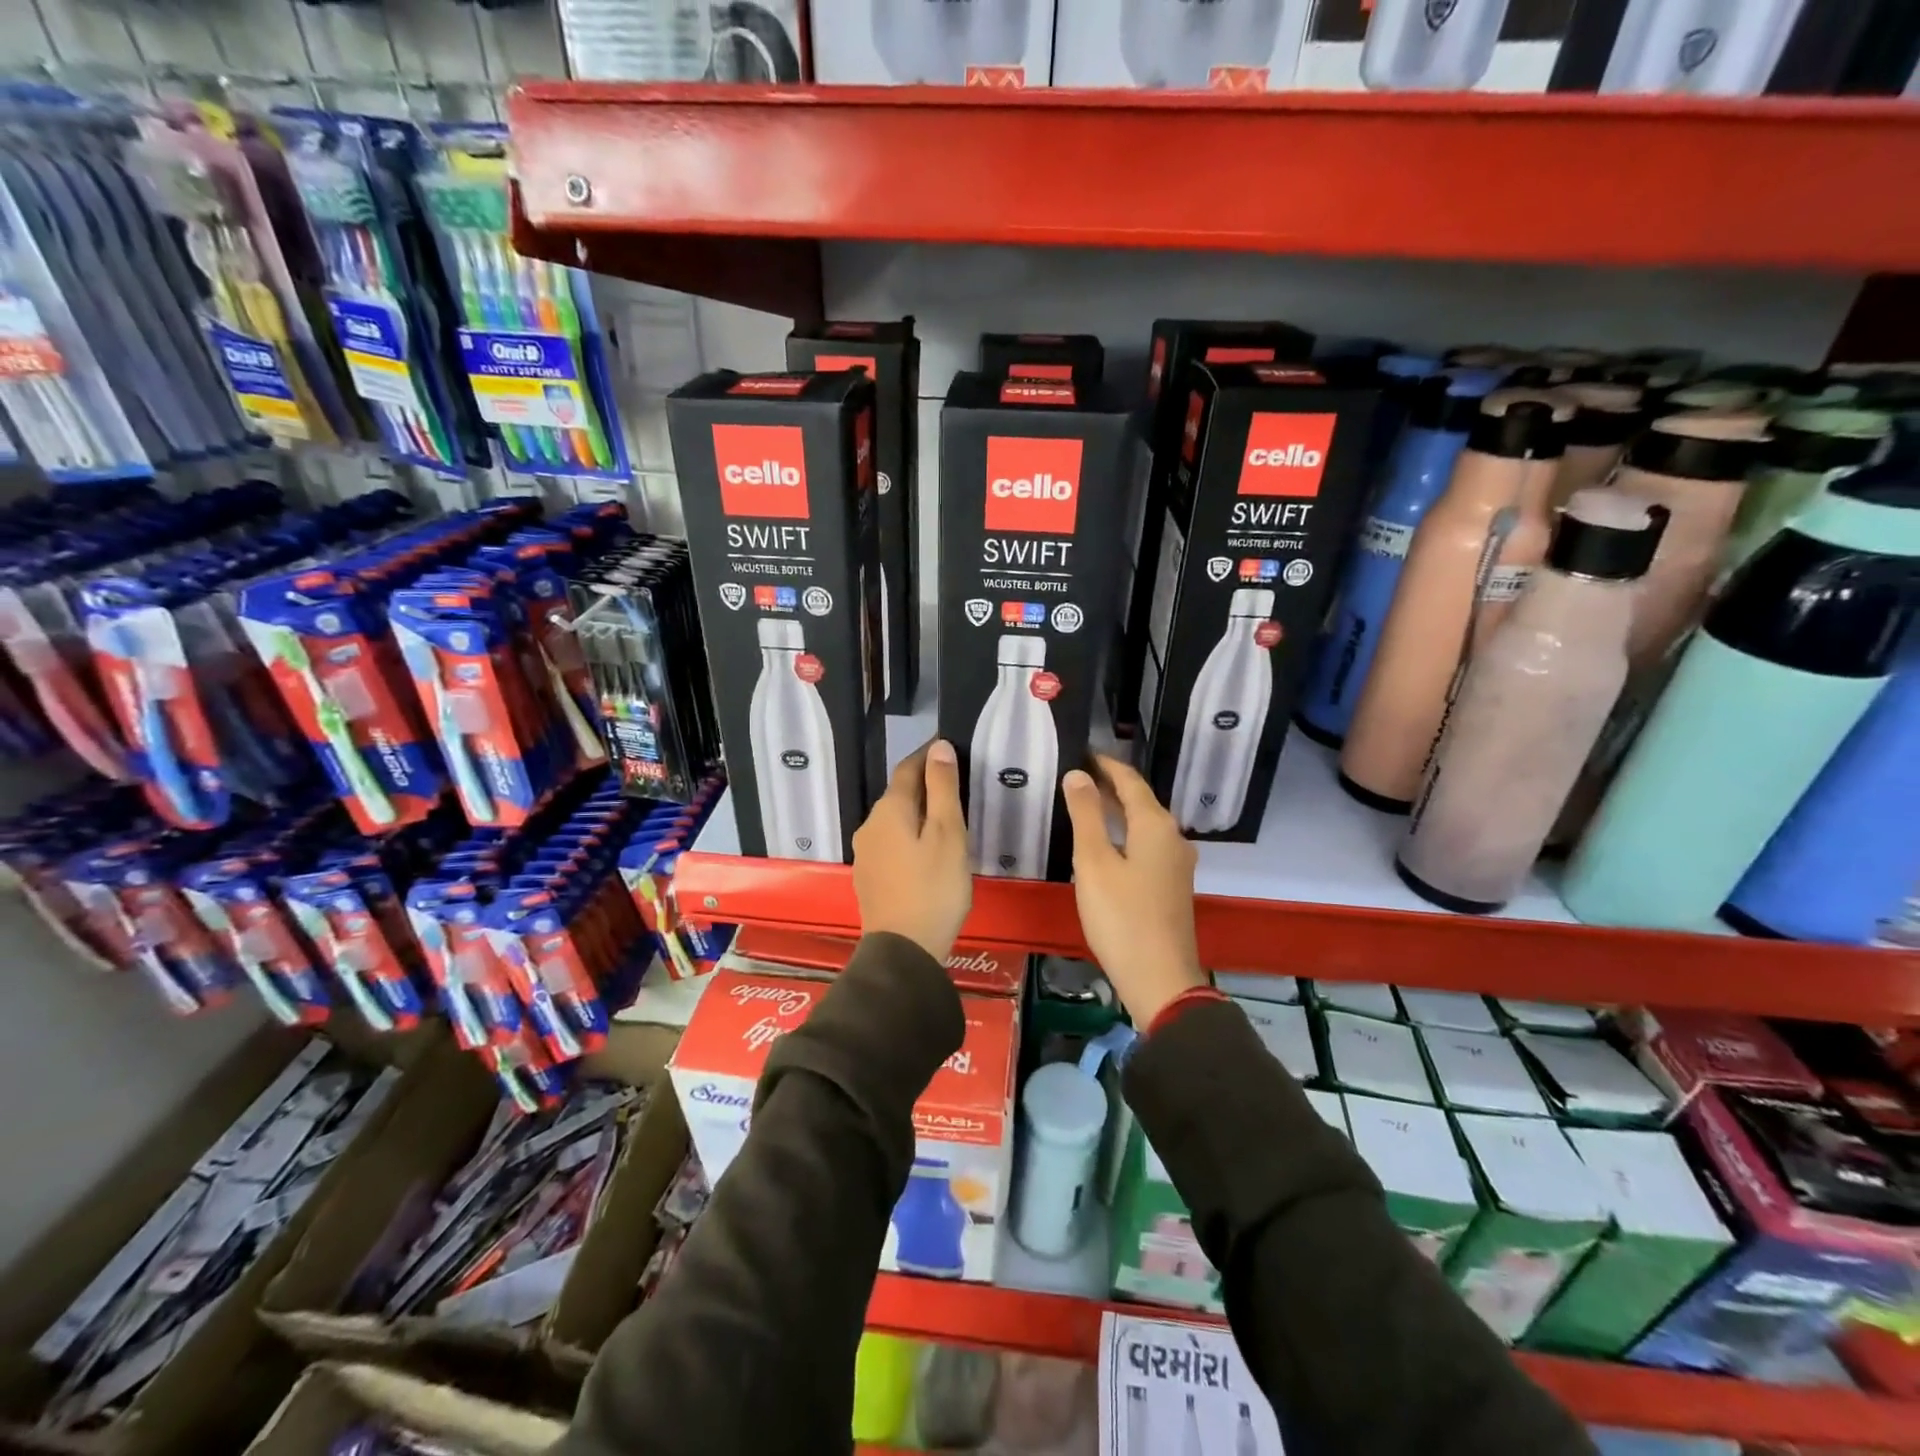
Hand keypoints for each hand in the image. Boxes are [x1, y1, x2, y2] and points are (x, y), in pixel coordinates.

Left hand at [852, 739, 972, 962]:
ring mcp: (866, 853)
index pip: (908, 768)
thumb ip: (942, 789)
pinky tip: (927, 851)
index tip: (950, 747)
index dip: (928, 755)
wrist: (903, 950)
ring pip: (894, 820)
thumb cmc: (933, 888)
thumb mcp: (948, 834)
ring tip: (946, 819)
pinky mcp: (869, 877)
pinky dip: (909, 836)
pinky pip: (891, 843)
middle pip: (899, 794)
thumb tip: (937, 746)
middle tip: (957, 785)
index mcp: (889, 810)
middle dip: (924, 785)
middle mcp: (869, 826)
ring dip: (917, 813)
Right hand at [1062, 754, 1205, 1027]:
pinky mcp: (1172, 887)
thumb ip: (1086, 815)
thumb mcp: (1094, 862)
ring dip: (1118, 812)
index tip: (1084, 753)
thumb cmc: (1121, 917)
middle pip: (1141, 802)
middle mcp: (1173, 839)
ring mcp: (1176, 865)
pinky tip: (1107, 846)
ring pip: (1145, 825)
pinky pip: (1147, 846)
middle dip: (1111, 787)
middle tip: (1079, 776)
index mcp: (1155, 826)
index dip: (1107, 766)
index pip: (1130, 782)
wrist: (1160, 978)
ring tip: (1088, 805)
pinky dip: (1126, 835)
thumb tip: (1078, 775)